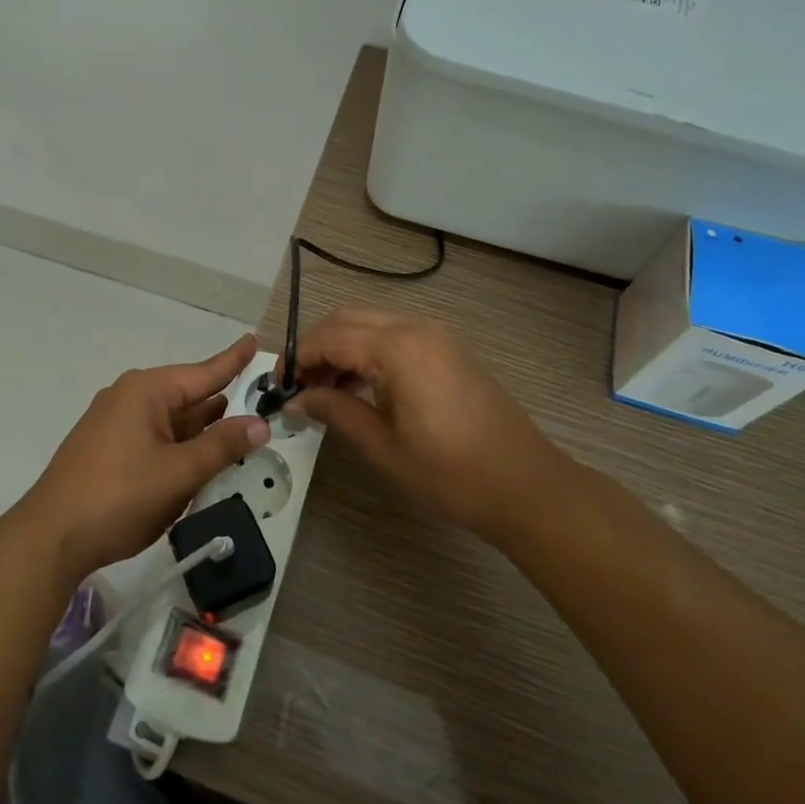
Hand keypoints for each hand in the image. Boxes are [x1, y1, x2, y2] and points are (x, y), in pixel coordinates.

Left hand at [13, 334, 270, 583]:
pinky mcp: (107, 449)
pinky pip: (154, 438)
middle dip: (221, 403)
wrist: (52, 536)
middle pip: (187, 396)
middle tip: (259, 403)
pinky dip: (179, 446)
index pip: (203, 372)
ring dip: (201, 431)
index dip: (233, 360)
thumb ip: (222, 446)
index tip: (254, 339)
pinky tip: (198, 460)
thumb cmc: (120, 496)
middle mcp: (129, 398)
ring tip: (238, 432)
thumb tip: (259, 423)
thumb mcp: (179, 472)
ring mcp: (114, 424)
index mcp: (147, 391)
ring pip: (171, 421)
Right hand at [288, 309, 562, 539]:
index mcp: (397, 347)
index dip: (297, 358)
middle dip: (316, 347)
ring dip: (341, 347)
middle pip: (347, 319)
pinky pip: (394, 334)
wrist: (526, 485)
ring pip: (370, 323)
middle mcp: (415, 327)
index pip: (329, 336)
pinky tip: (359, 386)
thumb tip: (298, 399)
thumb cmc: (450, 472)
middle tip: (298, 386)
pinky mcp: (448, 348)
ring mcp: (436, 334)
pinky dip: (368, 350)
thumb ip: (336, 411)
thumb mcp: (383, 446)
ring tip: (324, 390)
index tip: (278, 387)